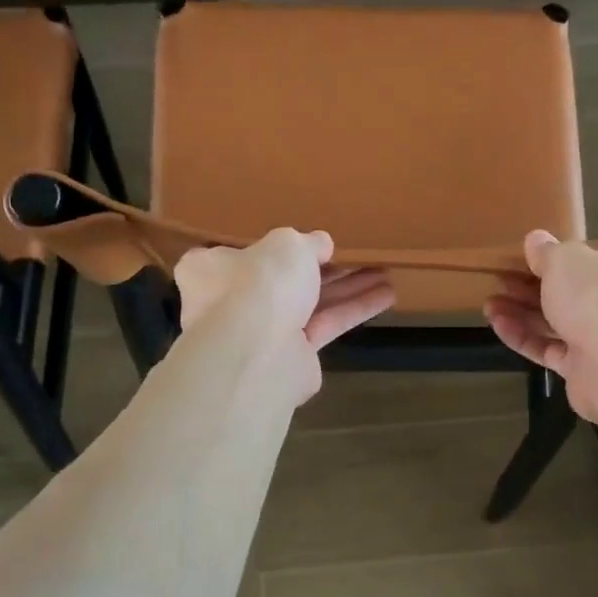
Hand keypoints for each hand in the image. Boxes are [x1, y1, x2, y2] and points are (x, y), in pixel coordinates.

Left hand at [175, 229, 395, 401]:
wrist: (259, 354)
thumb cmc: (260, 284)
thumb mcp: (287, 244)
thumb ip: (307, 243)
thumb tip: (322, 245)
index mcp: (210, 270)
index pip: (235, 253)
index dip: (268, 246)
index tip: (297, 239)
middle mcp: (230, 302)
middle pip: (281, 280)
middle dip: (323, 267)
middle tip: (357, 254)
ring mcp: (261, 333)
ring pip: (310, 302)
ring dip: (347, 287)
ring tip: (385, 272)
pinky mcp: (291, 357)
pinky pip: (325, 325)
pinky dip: (353, 310)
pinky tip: (387, 295)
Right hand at [483, 230, 597, 423]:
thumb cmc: (596, 294)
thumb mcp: (565, 259)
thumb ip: (547, 251)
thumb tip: (535, 240)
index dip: (566, 258)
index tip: (533, 258)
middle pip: (575, 292)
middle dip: (533, 287)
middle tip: (502, 281)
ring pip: (560, 323)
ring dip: (523, 313)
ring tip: (490, 304)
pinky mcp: (587, 370)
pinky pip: (551, 349)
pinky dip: (525, 337)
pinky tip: (497, 324)